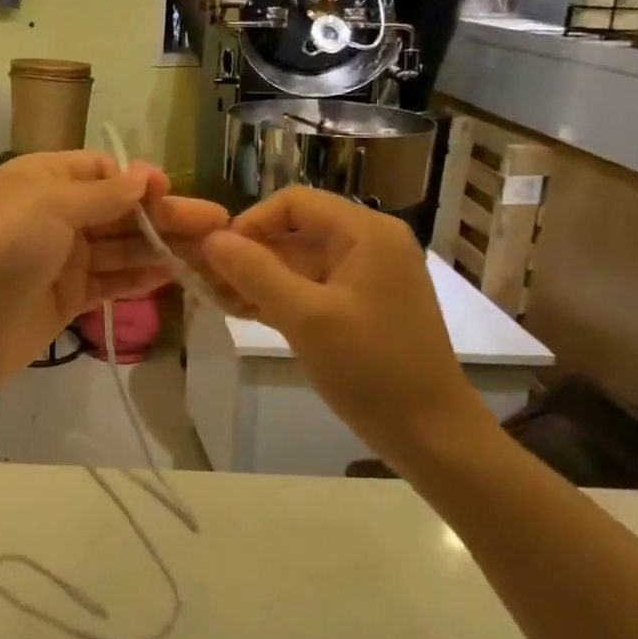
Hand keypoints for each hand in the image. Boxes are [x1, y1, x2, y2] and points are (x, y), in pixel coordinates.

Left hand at [0, 151, 227, 412]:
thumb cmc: (0, 247)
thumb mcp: (49, 204)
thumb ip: (102, 193)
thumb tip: (144, 175)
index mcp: (43, 179)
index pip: (102, 170)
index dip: (139, 180)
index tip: (172, 192)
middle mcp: (55, 214)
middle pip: (120, 210)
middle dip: (166, 215)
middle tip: (218, 223)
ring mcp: (61, 258)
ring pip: (121, 247)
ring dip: (162, 246)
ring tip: (212, 251)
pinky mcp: (67, 297)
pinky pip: (111, 281)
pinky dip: (140, 277)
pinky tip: (176, 273)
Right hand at [198, 187, 493, 465]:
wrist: (432, 436)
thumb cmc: (372, 368)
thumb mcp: (306, 317)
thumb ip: (254, 272)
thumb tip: (210, 239)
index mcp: (366, 232)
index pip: (294, 202)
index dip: (251, 222)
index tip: (218, 256)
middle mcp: (368, 244)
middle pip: (294, 231)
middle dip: (248, 253)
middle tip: (205, 280)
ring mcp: (365, 277)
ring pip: (297, 262)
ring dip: (256, 277)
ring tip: (214, 299)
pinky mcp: (360, 307)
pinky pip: (310, 288)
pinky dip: (277, 296)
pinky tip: (240, 311)